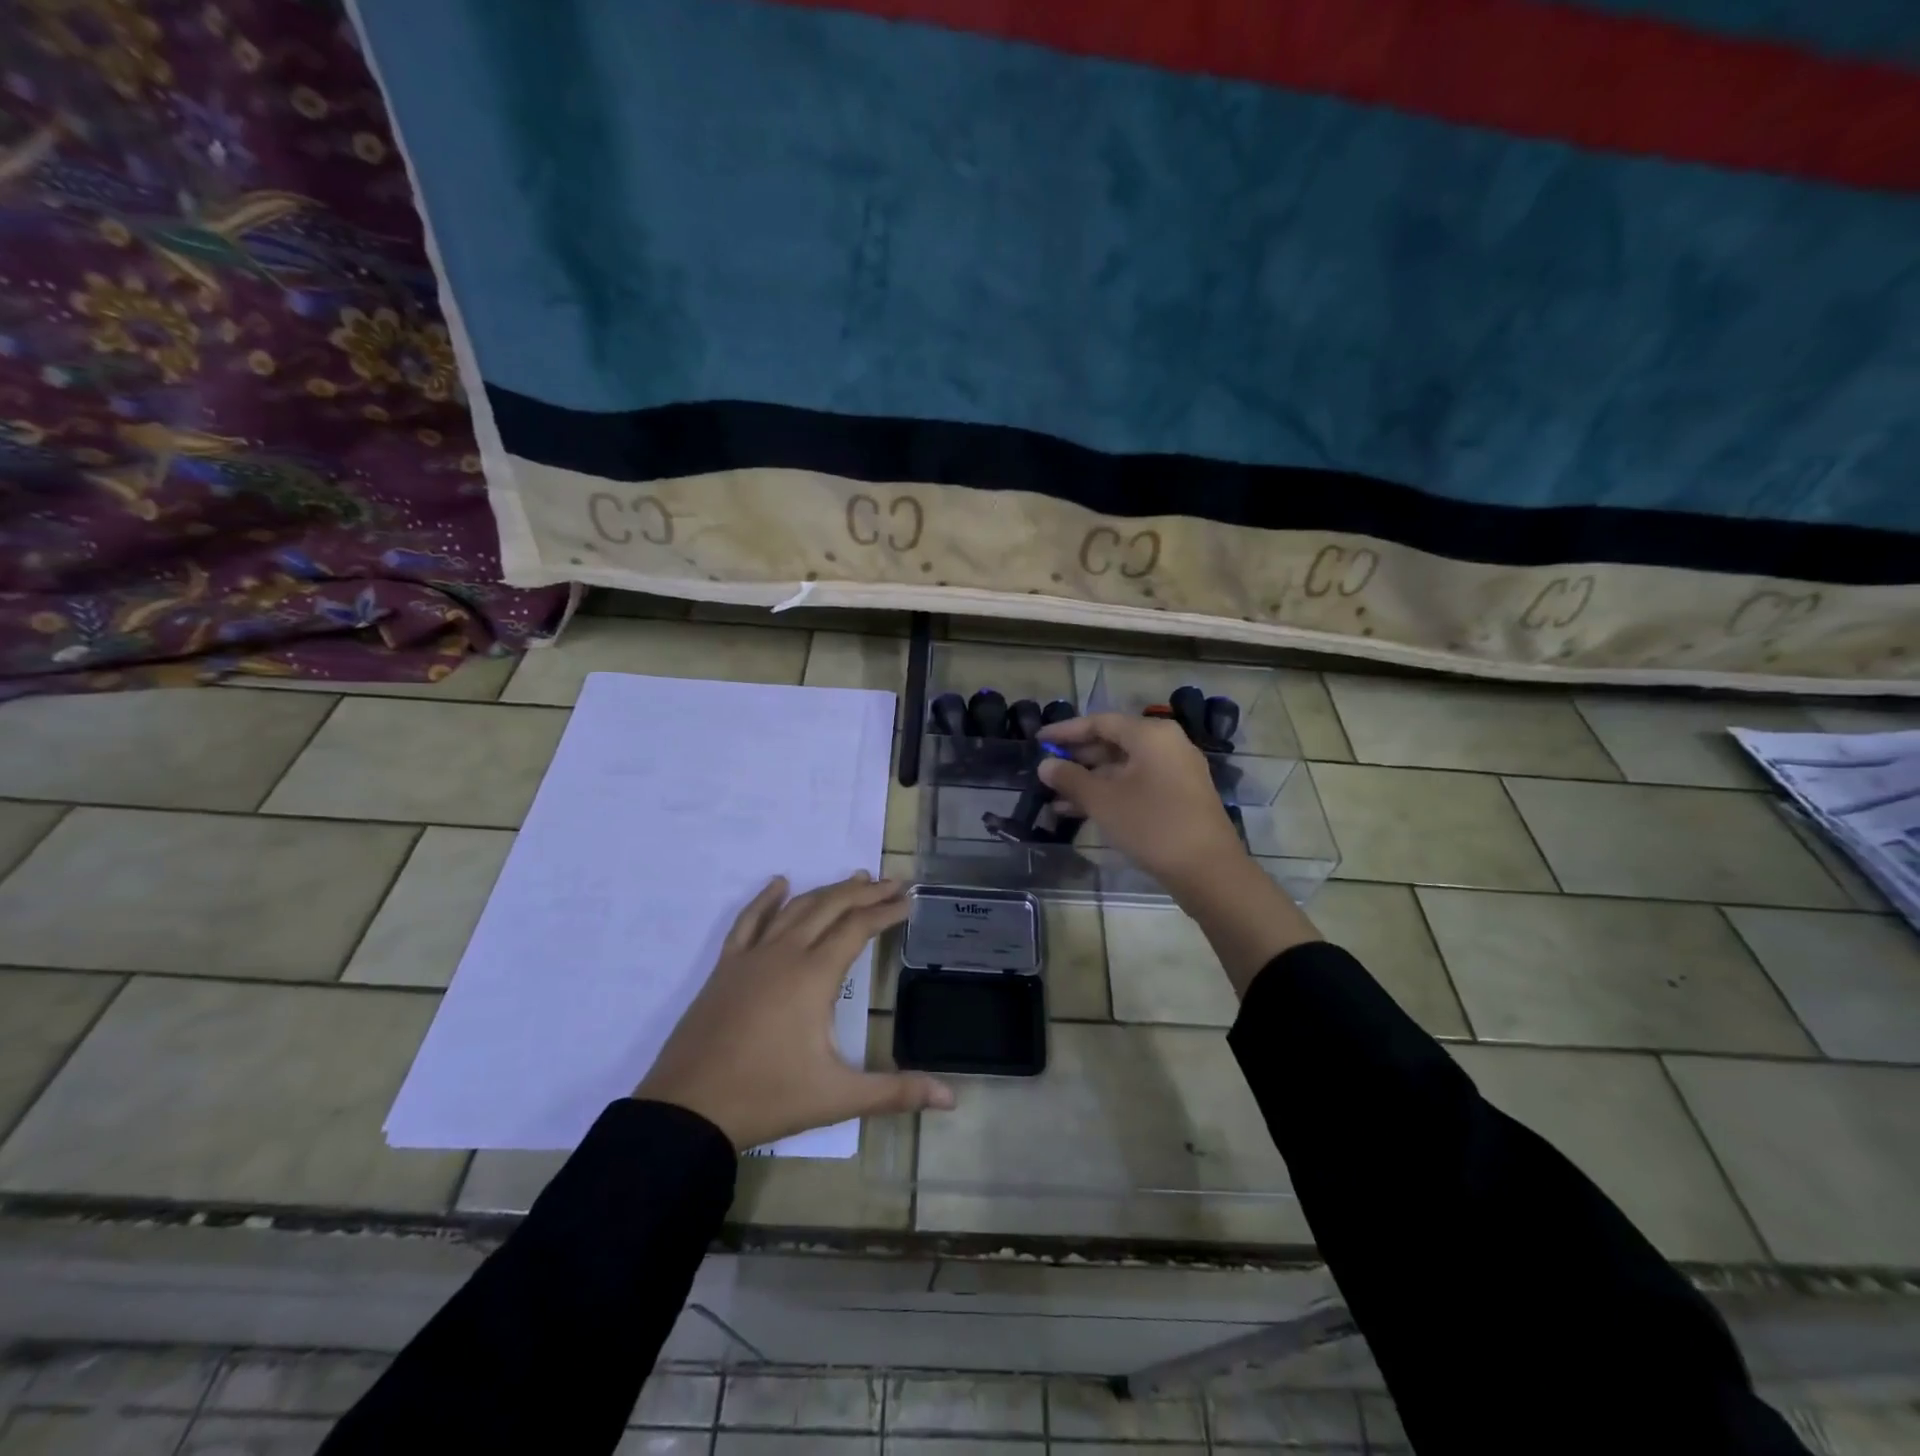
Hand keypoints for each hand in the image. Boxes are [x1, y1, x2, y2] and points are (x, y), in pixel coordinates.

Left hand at [635, 871, 954, 1150]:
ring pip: (795, 908)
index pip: (858, 928)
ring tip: (854, 879)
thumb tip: (952, 1097)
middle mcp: (784, 954)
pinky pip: (749, 921)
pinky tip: (779, 884)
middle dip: (865, 892)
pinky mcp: (725, 968)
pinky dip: (766, 899)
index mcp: (813, 976)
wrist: (687, 1111)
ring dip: (827, 890)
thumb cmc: (767, 1098)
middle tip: (893, 882)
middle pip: (831, 907)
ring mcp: (751, 957)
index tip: (909, 901)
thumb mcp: (838, 1097)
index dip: (886, 911)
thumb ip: (896, 1092)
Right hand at [1038, 713, 1248, 892]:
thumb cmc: (1152, 824)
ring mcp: (1175, 771)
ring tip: (1054, 797)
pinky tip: (1080, 811)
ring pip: (1123, 768)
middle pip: (1113, 743)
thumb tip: (1045, 765)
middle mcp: (1166, 745)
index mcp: (1150, 735)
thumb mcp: (1102, 801)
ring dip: (1089, 781)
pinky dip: (1110, 793)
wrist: (1208, 870)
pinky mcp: (1179, 796)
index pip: (1099, 722)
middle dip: (1077, 758)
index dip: (1065, 731)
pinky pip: (1136, 784)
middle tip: (1046, 770)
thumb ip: (1070, 778)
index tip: (1038, 740)